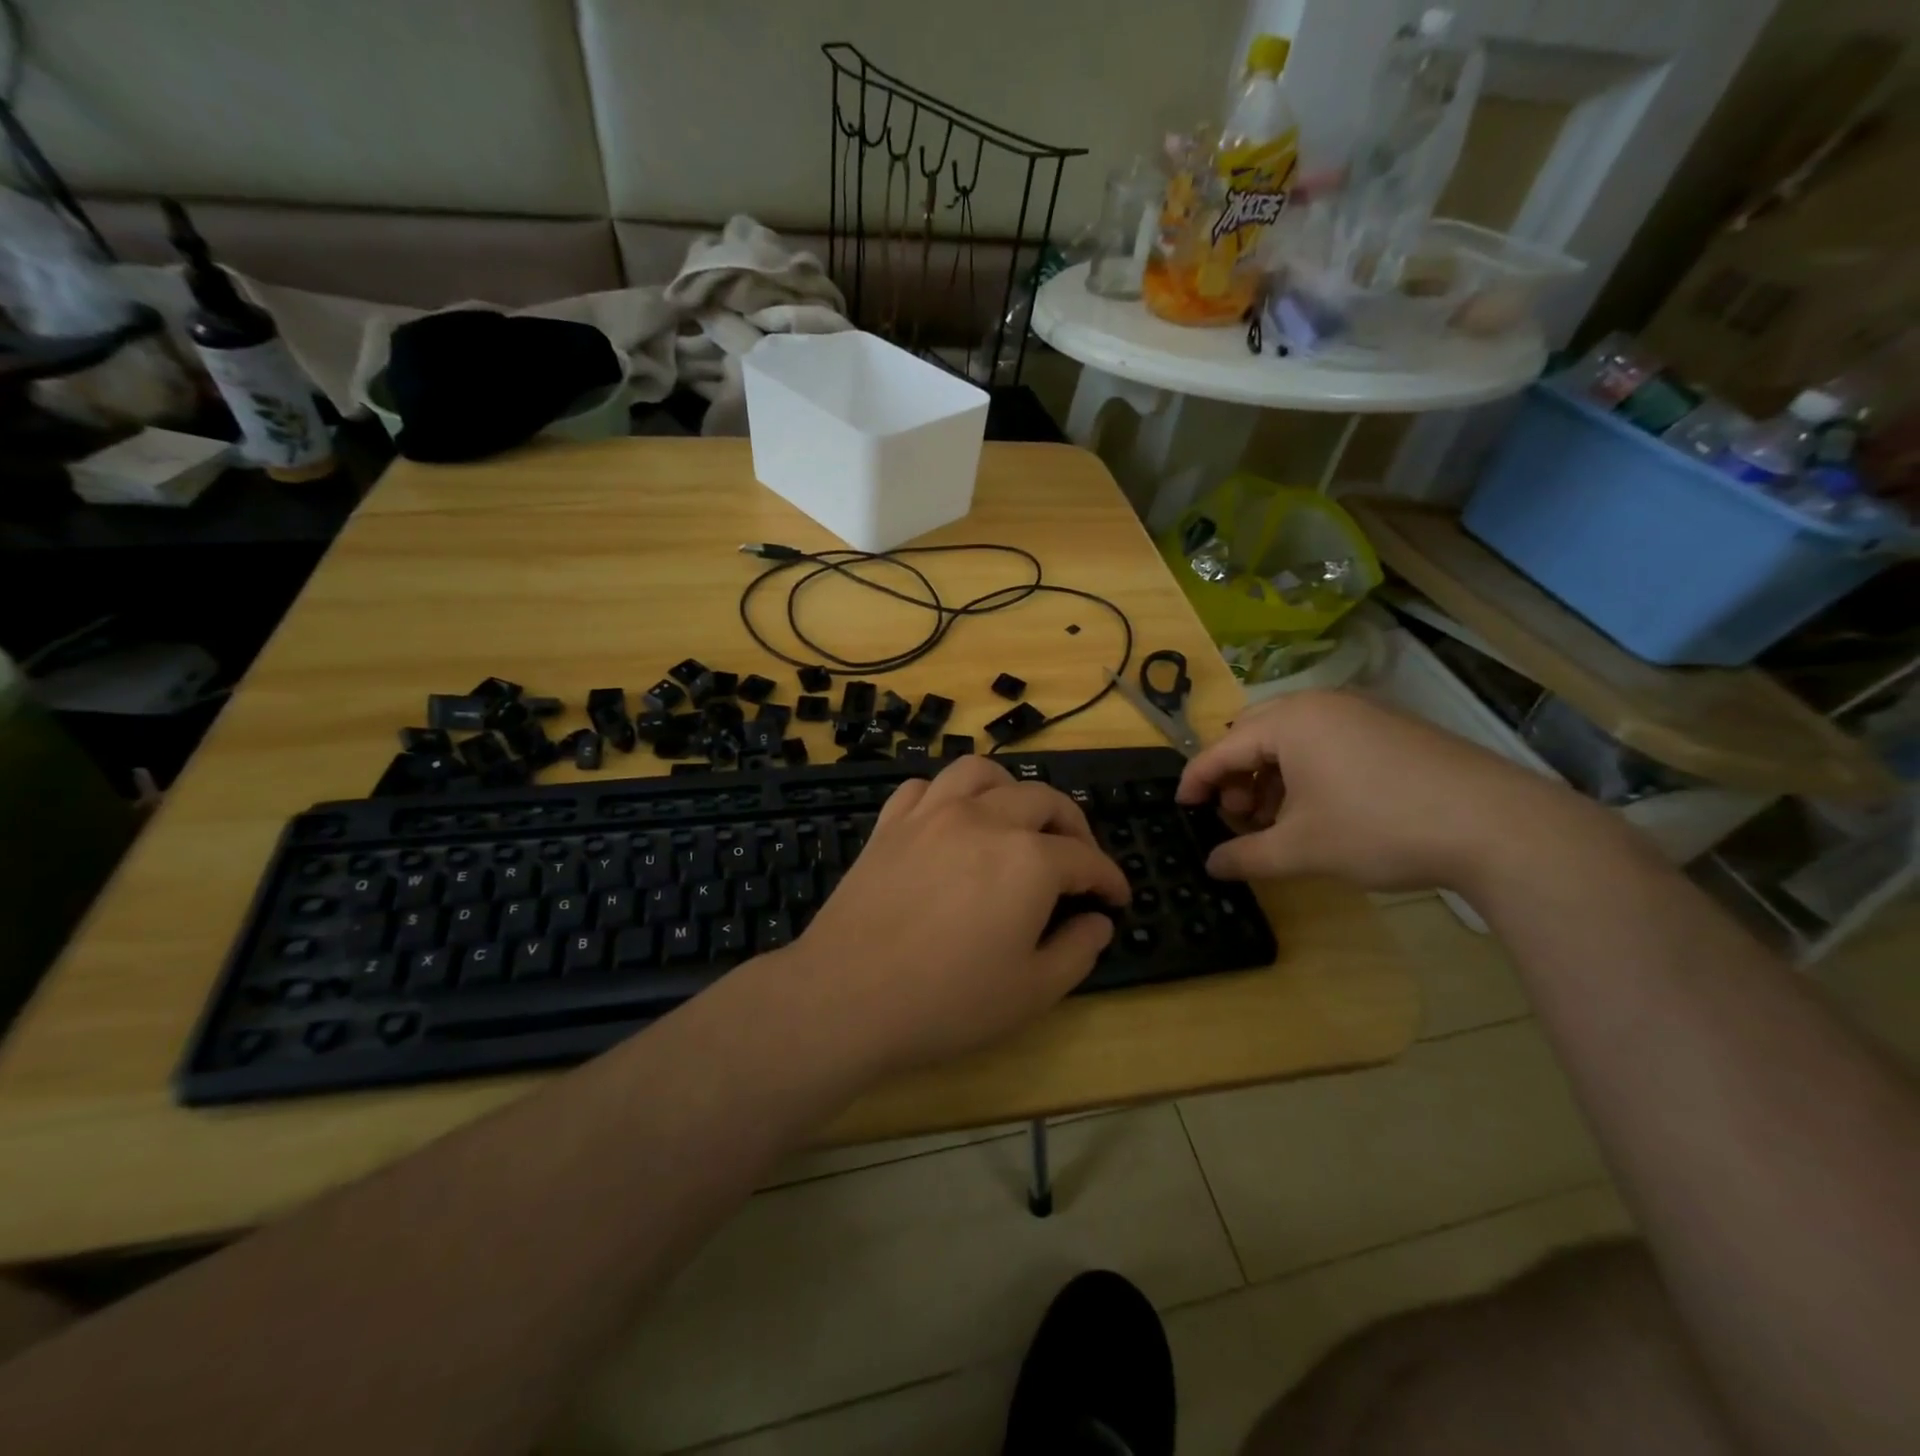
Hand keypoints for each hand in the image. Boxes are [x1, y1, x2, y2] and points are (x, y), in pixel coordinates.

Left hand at [789, 756, 1130, 1072]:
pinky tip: (951, 820)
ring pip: (982, 773)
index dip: (1108, 878)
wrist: (845, 997)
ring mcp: (931, 814)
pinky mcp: (890, 823)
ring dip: (1011, 789)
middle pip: (1043, 800)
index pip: (1085, 858)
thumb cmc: (946, 1002)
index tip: (1116, 897)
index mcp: (1028, 860)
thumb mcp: (1032, 992)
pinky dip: (947, 795)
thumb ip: (1077, 950)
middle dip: (1074, 827)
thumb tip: (1098, 921)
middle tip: (1079, 861)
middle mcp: (984, 819)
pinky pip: (924, 787)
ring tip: (1017, 819)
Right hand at [1175, 691, 1574, 893]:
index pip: (1222, 748)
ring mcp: (1360, 712)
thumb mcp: (1302, 850)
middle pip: (1253, 734)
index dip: (1196, 780)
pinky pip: (1326, 741)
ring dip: (1270, 776)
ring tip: (1275, 819)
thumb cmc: (1379, 828)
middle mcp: (1320, 705)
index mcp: (1289, 721)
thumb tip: (1212, 866)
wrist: (1497, 826)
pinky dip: (1305, 771)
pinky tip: (1318, 810)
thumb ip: (1246, 857)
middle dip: (1235, 775)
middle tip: (1236, 815)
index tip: (1180, 808)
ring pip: (1291, 738)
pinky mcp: (1390, 728)